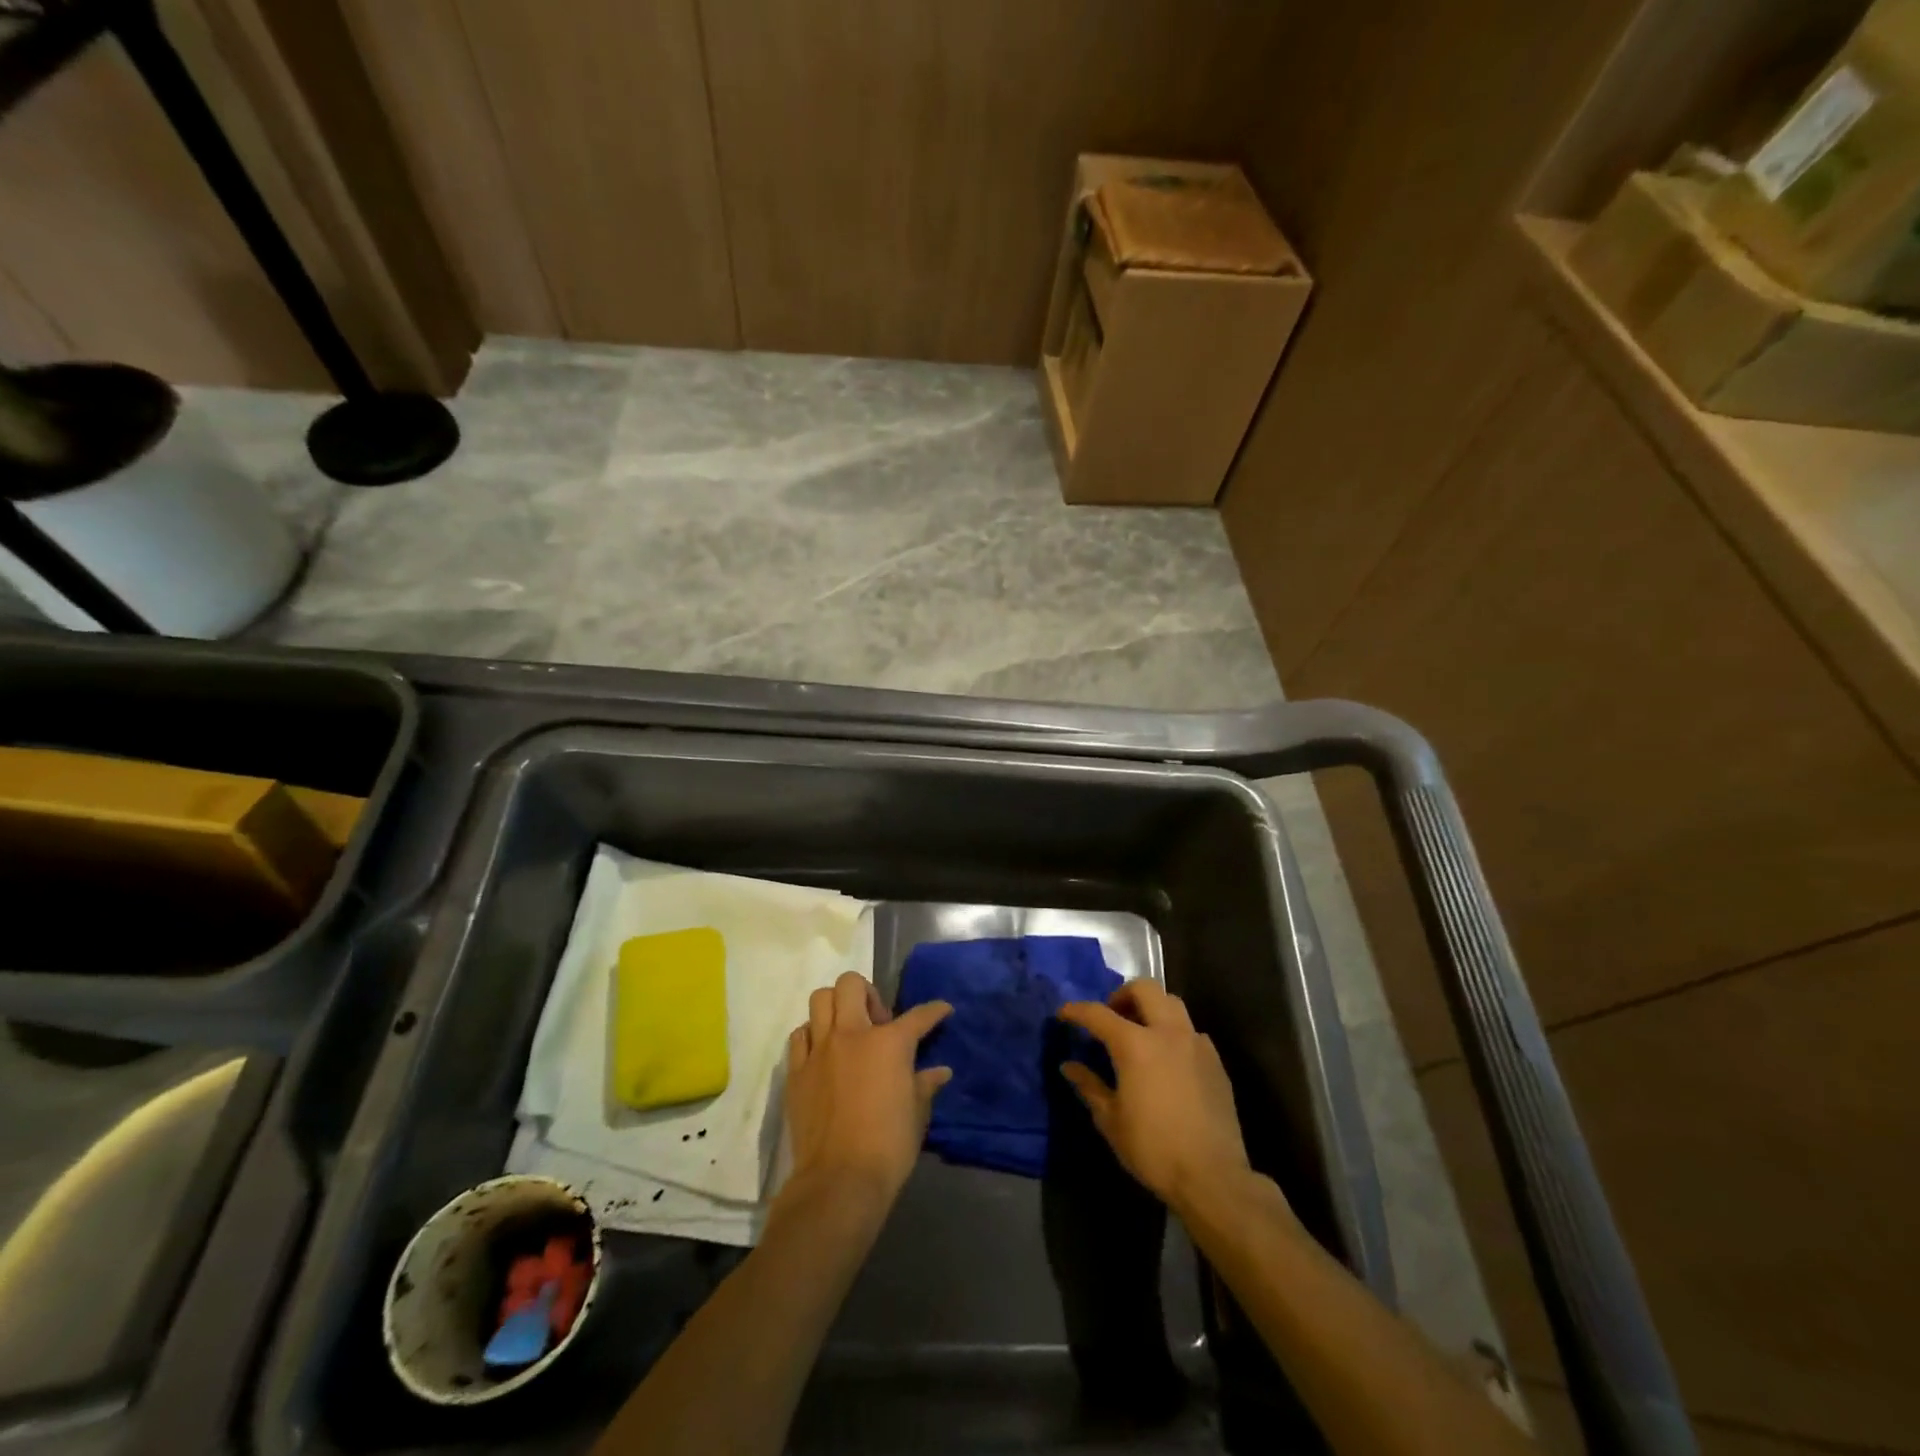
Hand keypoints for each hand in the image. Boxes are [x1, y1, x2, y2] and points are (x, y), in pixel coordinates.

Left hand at [781, 972, 952, 1210]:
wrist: (839, 1180)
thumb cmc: (888, 1147)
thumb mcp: (917, 1114)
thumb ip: (926, 1085)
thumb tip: (940, 1072)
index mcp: (889, 1043)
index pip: (918, 1016)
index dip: (935, 1011)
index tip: (942, 1010)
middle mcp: (851, 1034)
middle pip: (851, 984)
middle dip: (867, 993)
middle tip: (877, 1021)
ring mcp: (819, 1050)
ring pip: (820, 1000)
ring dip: (836, 1007)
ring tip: (847, 1030)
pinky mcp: (796, 1071)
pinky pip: (800, 1035)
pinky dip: (812, 1035)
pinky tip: (823, 1054)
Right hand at [1056, 981, 1253, 1211]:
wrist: (1213, 1176)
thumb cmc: (1154, 1149)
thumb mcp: (1111, 1121)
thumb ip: (1089, 1086)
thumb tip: (1069, 1067)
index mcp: (1135, 1045)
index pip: (1098, 1014)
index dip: (1076, 1010)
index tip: (1064, 1014)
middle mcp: (1167, 1033)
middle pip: (1144, 989)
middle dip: (1121, 995)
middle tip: (1110, 1015)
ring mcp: (1196, 1044)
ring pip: (1172, 1003)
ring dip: (1151, 1008)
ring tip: (1140, 1032)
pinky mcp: (1215, 1061)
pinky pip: (1191, 1031)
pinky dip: (1174, 1033)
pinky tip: (1168, 1059)